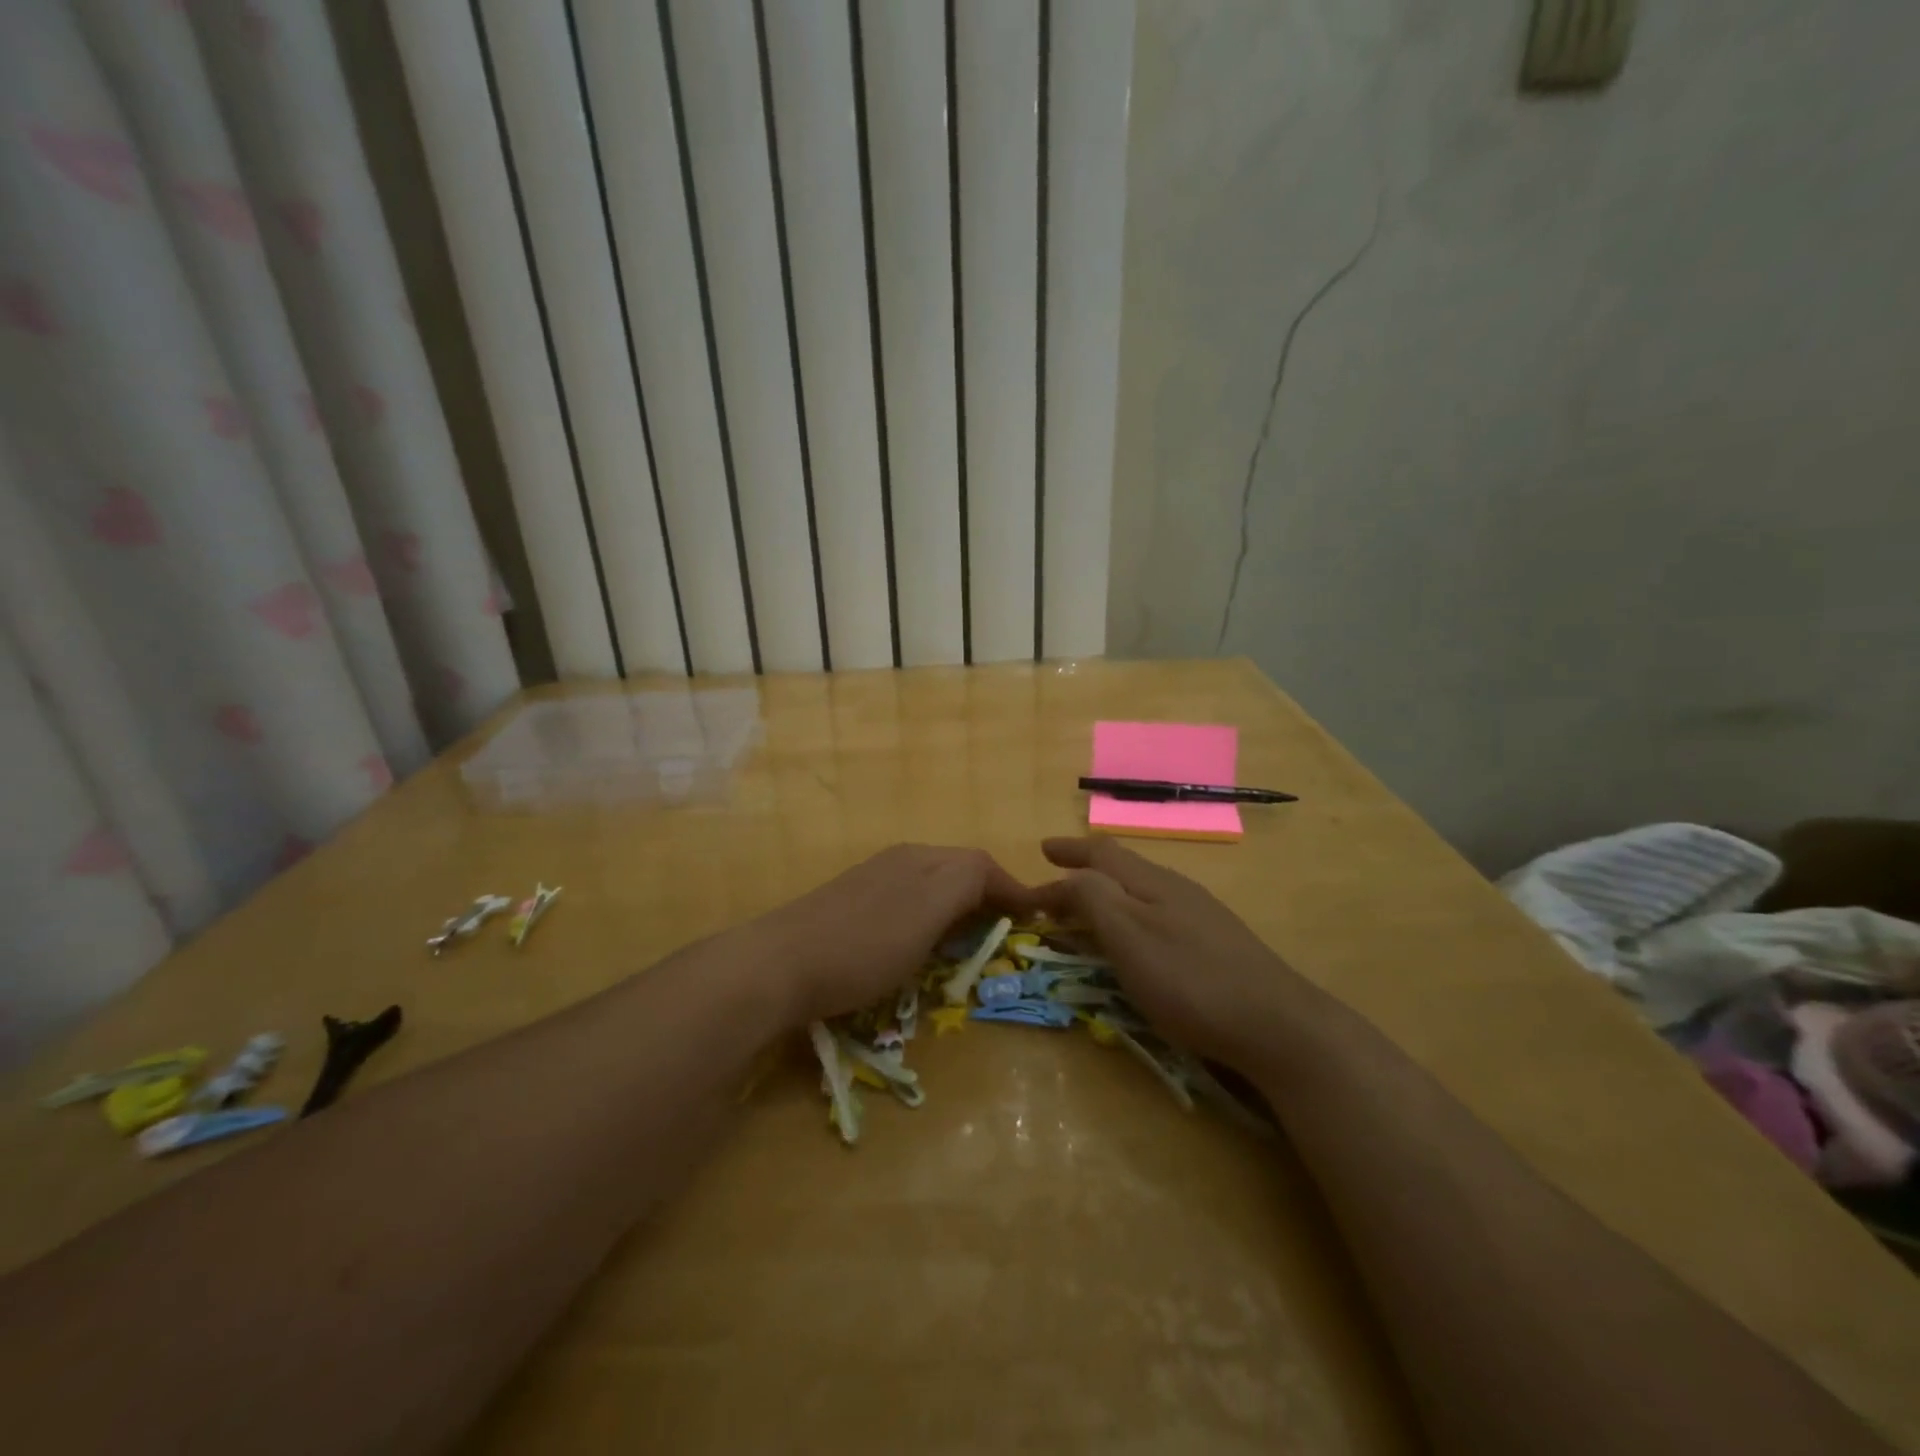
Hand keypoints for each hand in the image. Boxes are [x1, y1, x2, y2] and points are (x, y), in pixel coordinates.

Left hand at [759, 845, 1037, 1024]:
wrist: (779, 963)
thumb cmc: (864, 944)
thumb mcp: (927, 911)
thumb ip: (967, 885)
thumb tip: (1002, 881)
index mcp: (923, 859)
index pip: (981, 864)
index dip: (1013, 889)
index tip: (1038, 917)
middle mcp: (900, 860)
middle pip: (958, 869)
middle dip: (987, 896)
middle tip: (1006, 931)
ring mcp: (872, 881)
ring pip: (932, 885)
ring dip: (959, 906)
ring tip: (971, 939)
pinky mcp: (850, 905)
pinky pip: (907, 902)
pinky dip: (930, 918)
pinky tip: (919, 941)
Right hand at [1032, 836, 1310, 1070]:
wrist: (1277, 1025)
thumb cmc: (1189, 979)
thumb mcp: (1128, 936)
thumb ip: (1092, 899)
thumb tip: (1065, 877)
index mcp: (1151, 882)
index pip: (1101, 853)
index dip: (1069, 850)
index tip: (1040, 851)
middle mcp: (1177, 889)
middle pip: (1124, 867)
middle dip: (1086, 869)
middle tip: (1057, 879)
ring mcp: (1202, 916)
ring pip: (1143, 890)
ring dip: (1109, 892)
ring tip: (1089, 906)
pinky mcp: (1217, 945)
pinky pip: (1160, 914)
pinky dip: (1132, 916)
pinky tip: (1138, 938)